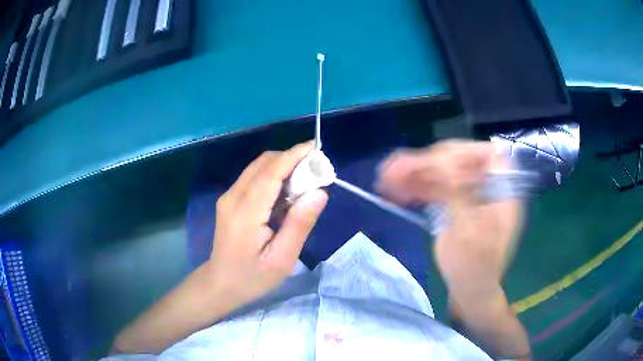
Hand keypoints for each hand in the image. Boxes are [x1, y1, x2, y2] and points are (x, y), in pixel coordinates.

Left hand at [208, 141, 328, 308]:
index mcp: (246, 212)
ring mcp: (228, 196)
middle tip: (316, 169)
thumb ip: (299, 225)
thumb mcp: (282, 259)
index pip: (271, 171)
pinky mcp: (229, 200)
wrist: (220, 283)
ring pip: (258, 167)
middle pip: (263, 162)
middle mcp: (233, 196)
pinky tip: (286, 191)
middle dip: (291, 158)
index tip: (317, 147)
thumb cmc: (252, 277)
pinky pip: (253, 177)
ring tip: (305, 179)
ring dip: (282, 165)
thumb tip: (320, 193)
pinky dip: (273, 174)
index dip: (294, 155)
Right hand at [377, 140, 529, 358]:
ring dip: (414, 173)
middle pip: (458, 161)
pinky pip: (433, 188)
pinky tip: (394, 189)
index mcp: (502, 191)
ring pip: (441, 173)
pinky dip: (414, 187)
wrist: (469, 289)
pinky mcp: (453, 203)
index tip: (436, 161)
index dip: (463, 152)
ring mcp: (468, 194)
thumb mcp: (470, 233)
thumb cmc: (476, 267)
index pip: (488, 155)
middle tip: (397, 168)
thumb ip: (458, 195)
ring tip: (386, 176)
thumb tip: (441, 164)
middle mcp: (486, 186)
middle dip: (427, 163)